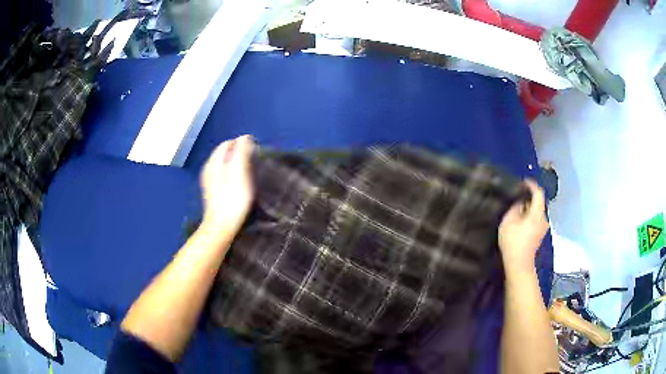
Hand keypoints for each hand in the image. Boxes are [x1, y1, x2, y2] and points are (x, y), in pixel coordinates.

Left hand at [200, 135, 254, 234]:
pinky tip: (238, 183)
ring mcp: (208, 180)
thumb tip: (245, 137)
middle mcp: (209, 167)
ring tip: (248, 171)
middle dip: (238, 153)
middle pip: (224, 153)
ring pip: (223, 164)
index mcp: (214, 161)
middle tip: (253, 161)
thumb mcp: (240, 172)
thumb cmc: (233, 198)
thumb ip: (241, 152)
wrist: (221, 225)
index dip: (241, 144)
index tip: (255, 152)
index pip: (228, 143)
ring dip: (235, 163)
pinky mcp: (211, 190)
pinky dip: (231, 173)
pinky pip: (222, 174)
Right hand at [498, 180, 548, 274]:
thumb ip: (515, 207)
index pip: (538, 193)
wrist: (519, 264)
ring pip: (537, 212)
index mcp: (538, 213)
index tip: (522, 182)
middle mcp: (543, 219)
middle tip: (517, 195)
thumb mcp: (509, 221)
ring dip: (528, 207)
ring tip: (516, 207)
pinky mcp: (539, 235)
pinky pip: (536, 219)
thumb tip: (519, 202)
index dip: (531, 185)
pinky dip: (529, 216)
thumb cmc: (513, 242)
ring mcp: (542, 228)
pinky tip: (520, 220)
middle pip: (539, 202)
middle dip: (529, 197)